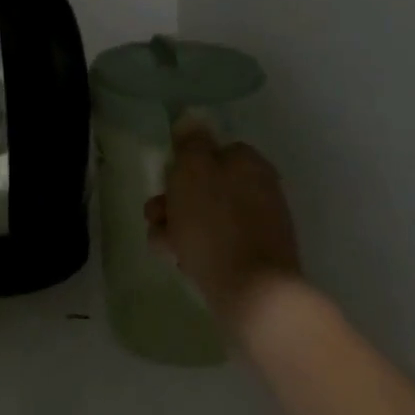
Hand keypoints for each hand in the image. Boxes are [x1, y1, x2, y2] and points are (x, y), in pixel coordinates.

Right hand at [145, 120, 303, 331]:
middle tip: (154, 216)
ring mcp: (260, 227)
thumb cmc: (216, 224)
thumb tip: (192, 119)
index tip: (163, 181)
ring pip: (206, 217)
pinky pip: (218, 245)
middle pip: (205, 186)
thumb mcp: (192, 171)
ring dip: (177, 227)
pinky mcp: (256, 260)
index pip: (211, 150)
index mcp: (249, 162)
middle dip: (173, 201)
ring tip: (162, 246)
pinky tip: (179, 262)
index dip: (182, 164)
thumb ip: (190, 142)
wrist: (255, 295)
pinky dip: (196, 250)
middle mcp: (259, 189)